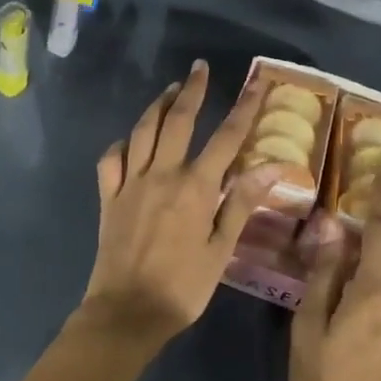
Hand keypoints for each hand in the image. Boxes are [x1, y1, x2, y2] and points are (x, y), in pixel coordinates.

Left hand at [80, 61, 280, 348]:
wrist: (127, 312)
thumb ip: (242, 203)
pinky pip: (110, 160)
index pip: (226, 138)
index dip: (243, 108)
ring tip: (169, 90)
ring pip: (142, 132)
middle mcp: (162, 174)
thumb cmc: (183, 287)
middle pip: (177, 120)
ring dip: (156, 106)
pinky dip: (120, 144)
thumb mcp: (221, 249)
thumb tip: (273, 166)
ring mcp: (130, 183)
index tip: (256, 83)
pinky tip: (128, 141)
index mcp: (195, 187)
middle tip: (198, 68)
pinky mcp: (108, 197)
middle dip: (191, 91)